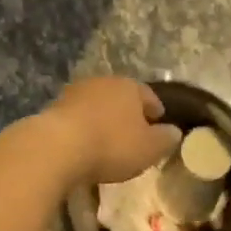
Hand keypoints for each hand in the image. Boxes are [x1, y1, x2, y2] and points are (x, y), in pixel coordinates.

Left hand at [40, 77, 182, 186]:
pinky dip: (84, 127)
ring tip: (107, 139)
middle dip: (128, 112)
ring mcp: (76, 92)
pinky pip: (78, 117)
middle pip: (121, 96)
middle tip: (134, 132)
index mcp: (130, 86)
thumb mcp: (149, 148)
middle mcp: (103, 82)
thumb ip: (165, 139)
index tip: (159, 122)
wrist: (58, 146)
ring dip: (103, 118)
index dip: (155, 110)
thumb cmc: (111, 144)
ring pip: (98, 104)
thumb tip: (175, 131)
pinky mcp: (55, 107)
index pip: (149, 95)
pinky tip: (85, 143)